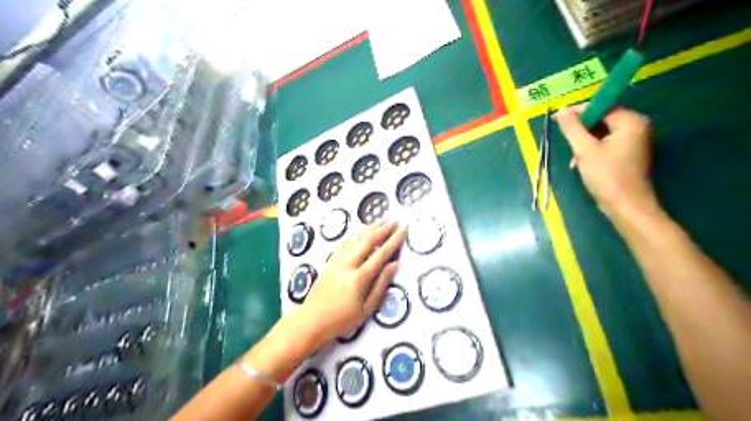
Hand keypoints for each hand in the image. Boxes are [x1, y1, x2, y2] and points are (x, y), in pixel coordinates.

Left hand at [297, 221, 404, 348]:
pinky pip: (343, 243)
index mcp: (359, 278)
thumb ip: (381, 285)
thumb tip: (394, 264)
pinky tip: (360, 231)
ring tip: (381, 221)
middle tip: (395, 221)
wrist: (312, 320)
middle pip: (368, 241)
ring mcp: (337, 261)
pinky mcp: (329, 261)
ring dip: (369, 229)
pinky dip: (354, 235)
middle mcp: (348, 264)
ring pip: (355, 239)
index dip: (393, 240)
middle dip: (383, 229)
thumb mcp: (367, 308)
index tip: (403, 230)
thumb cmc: (342, 319)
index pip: (381, 254)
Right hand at [556, 104, 658, 216]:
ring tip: (574, 158)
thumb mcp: (584, 150)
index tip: (559, 120)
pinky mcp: (630, 155)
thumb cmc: (606, 176)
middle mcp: (638, 127)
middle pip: (603, 120)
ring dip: (585, 143)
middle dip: (582, 131)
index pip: (602, 107)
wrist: (626, 206)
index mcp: (631, 122)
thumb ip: (572, 128)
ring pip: (603, 134)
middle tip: (566, 142)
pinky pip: (608, 144)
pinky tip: (582, 163)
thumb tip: (561, 111)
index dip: (579, 112)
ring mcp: (635, 142)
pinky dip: (593, 150)